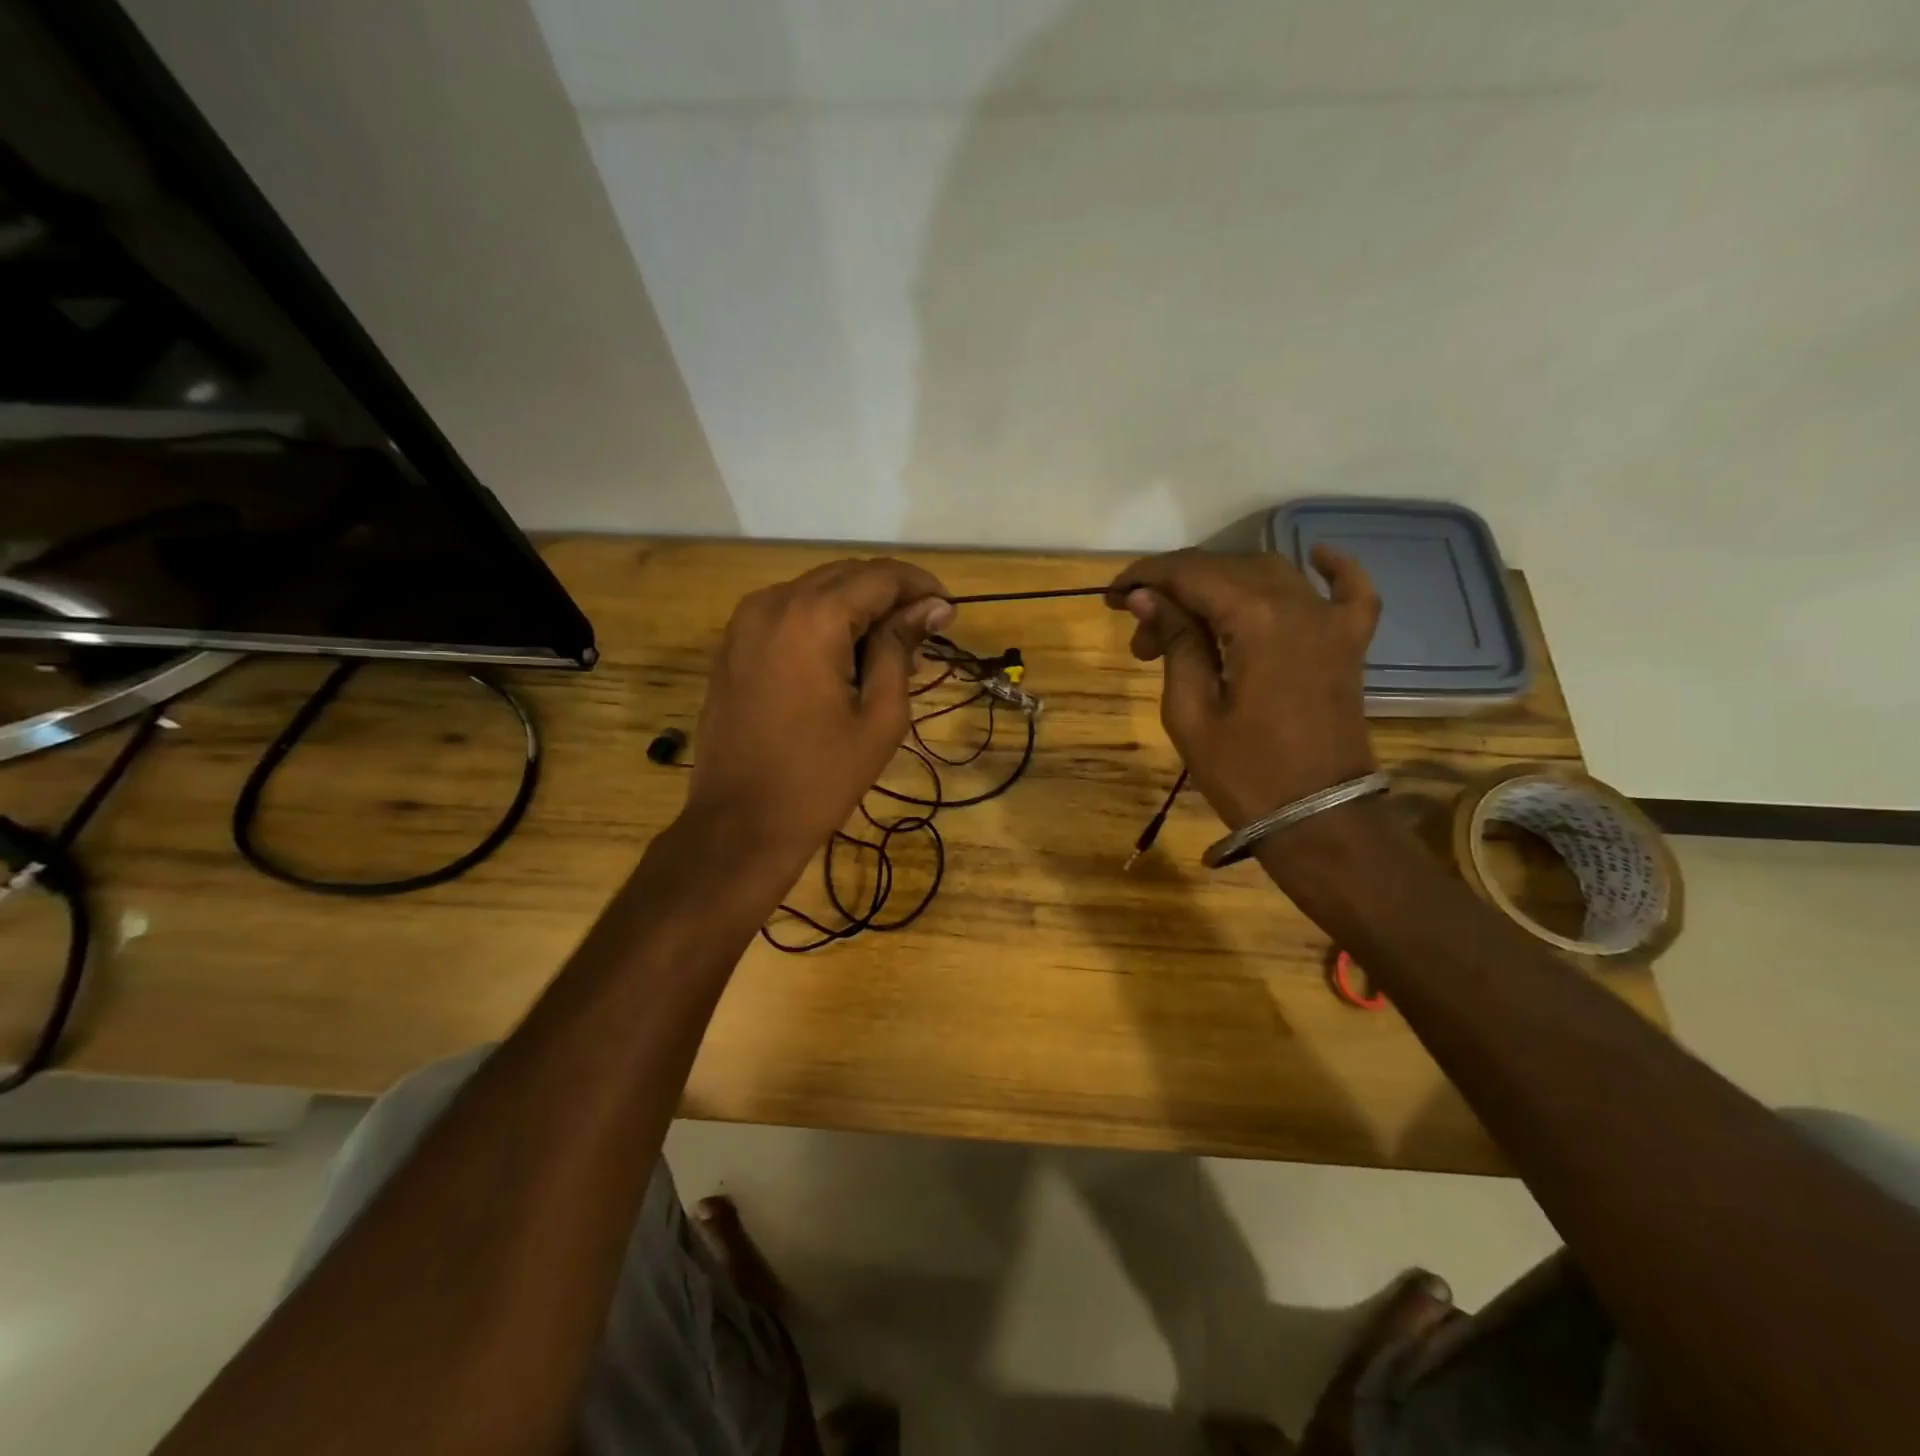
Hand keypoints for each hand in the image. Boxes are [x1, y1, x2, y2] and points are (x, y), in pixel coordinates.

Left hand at [686, 559, 952, 873]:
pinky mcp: (733, 644)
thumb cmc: (820, 777)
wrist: (739, 823)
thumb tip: (932, 607)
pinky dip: (822, 622)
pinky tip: (844, 657)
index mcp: (814, 617)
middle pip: (846, 575)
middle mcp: (774, 602)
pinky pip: (788, 613)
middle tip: (924, 634)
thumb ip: (901, 648)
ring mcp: (745, 621)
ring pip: (816, 591)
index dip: (920, 586)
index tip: (948, 613)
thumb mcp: (880, 716)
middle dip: (890, 595)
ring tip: (888, 651)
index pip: (880, 575)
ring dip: (856, 608)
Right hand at [1105, 546, 1380, 830]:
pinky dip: (1333, 568)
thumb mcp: (1191, 712)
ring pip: (1270, 574)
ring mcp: (1331, 621)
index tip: (1111, 597)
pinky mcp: (1350, 643)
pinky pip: (1349, 591)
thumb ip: (1175, 643)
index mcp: (1256, 619)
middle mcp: (1298, 604)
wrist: (1318, 818)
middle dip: (1175, 590)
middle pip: (1226, 570)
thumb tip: (1146, 597)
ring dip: (1222, 586)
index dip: (1146, 578)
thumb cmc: (1245, 773)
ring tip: (1188, 623)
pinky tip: (1317, 554)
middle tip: (1141, 636)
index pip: (1191, 574)